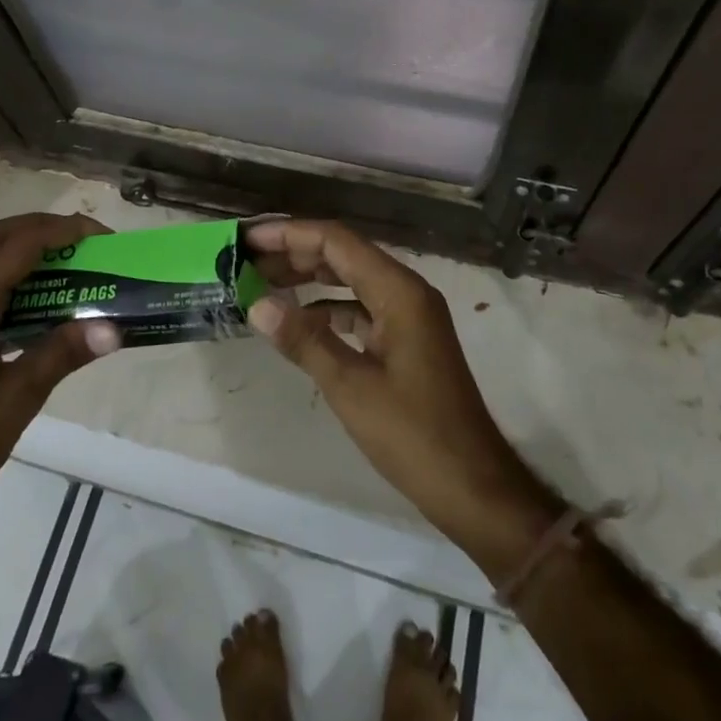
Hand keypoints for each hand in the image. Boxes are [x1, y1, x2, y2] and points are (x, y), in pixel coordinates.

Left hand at [0, 213, 121, 556]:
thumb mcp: (16, 401)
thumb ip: (62, 354)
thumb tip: (113, 327)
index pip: (16, 248)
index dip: (60, 232)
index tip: (100, 236)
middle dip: (39, 228)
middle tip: (83, 241)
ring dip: (21, 247)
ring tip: (66, 262)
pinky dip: (7, 273)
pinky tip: (35, 301)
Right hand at [245, 219, 561, 577]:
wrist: (473, 486)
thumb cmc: (414, 435)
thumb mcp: (351, 387)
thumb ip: (304, 340)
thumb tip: (257, 305)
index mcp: (399, 291)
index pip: (337, 241)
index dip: (291, 234)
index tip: (250, 239)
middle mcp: (407, 292)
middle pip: (344, 255)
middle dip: (296, 253)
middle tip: (247, 261)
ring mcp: (410, 316)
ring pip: (352, 280)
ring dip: (310, 278)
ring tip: (264, 284)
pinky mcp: (407, 340)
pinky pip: (362, 308)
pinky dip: (329, 308)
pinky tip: (300, 322)